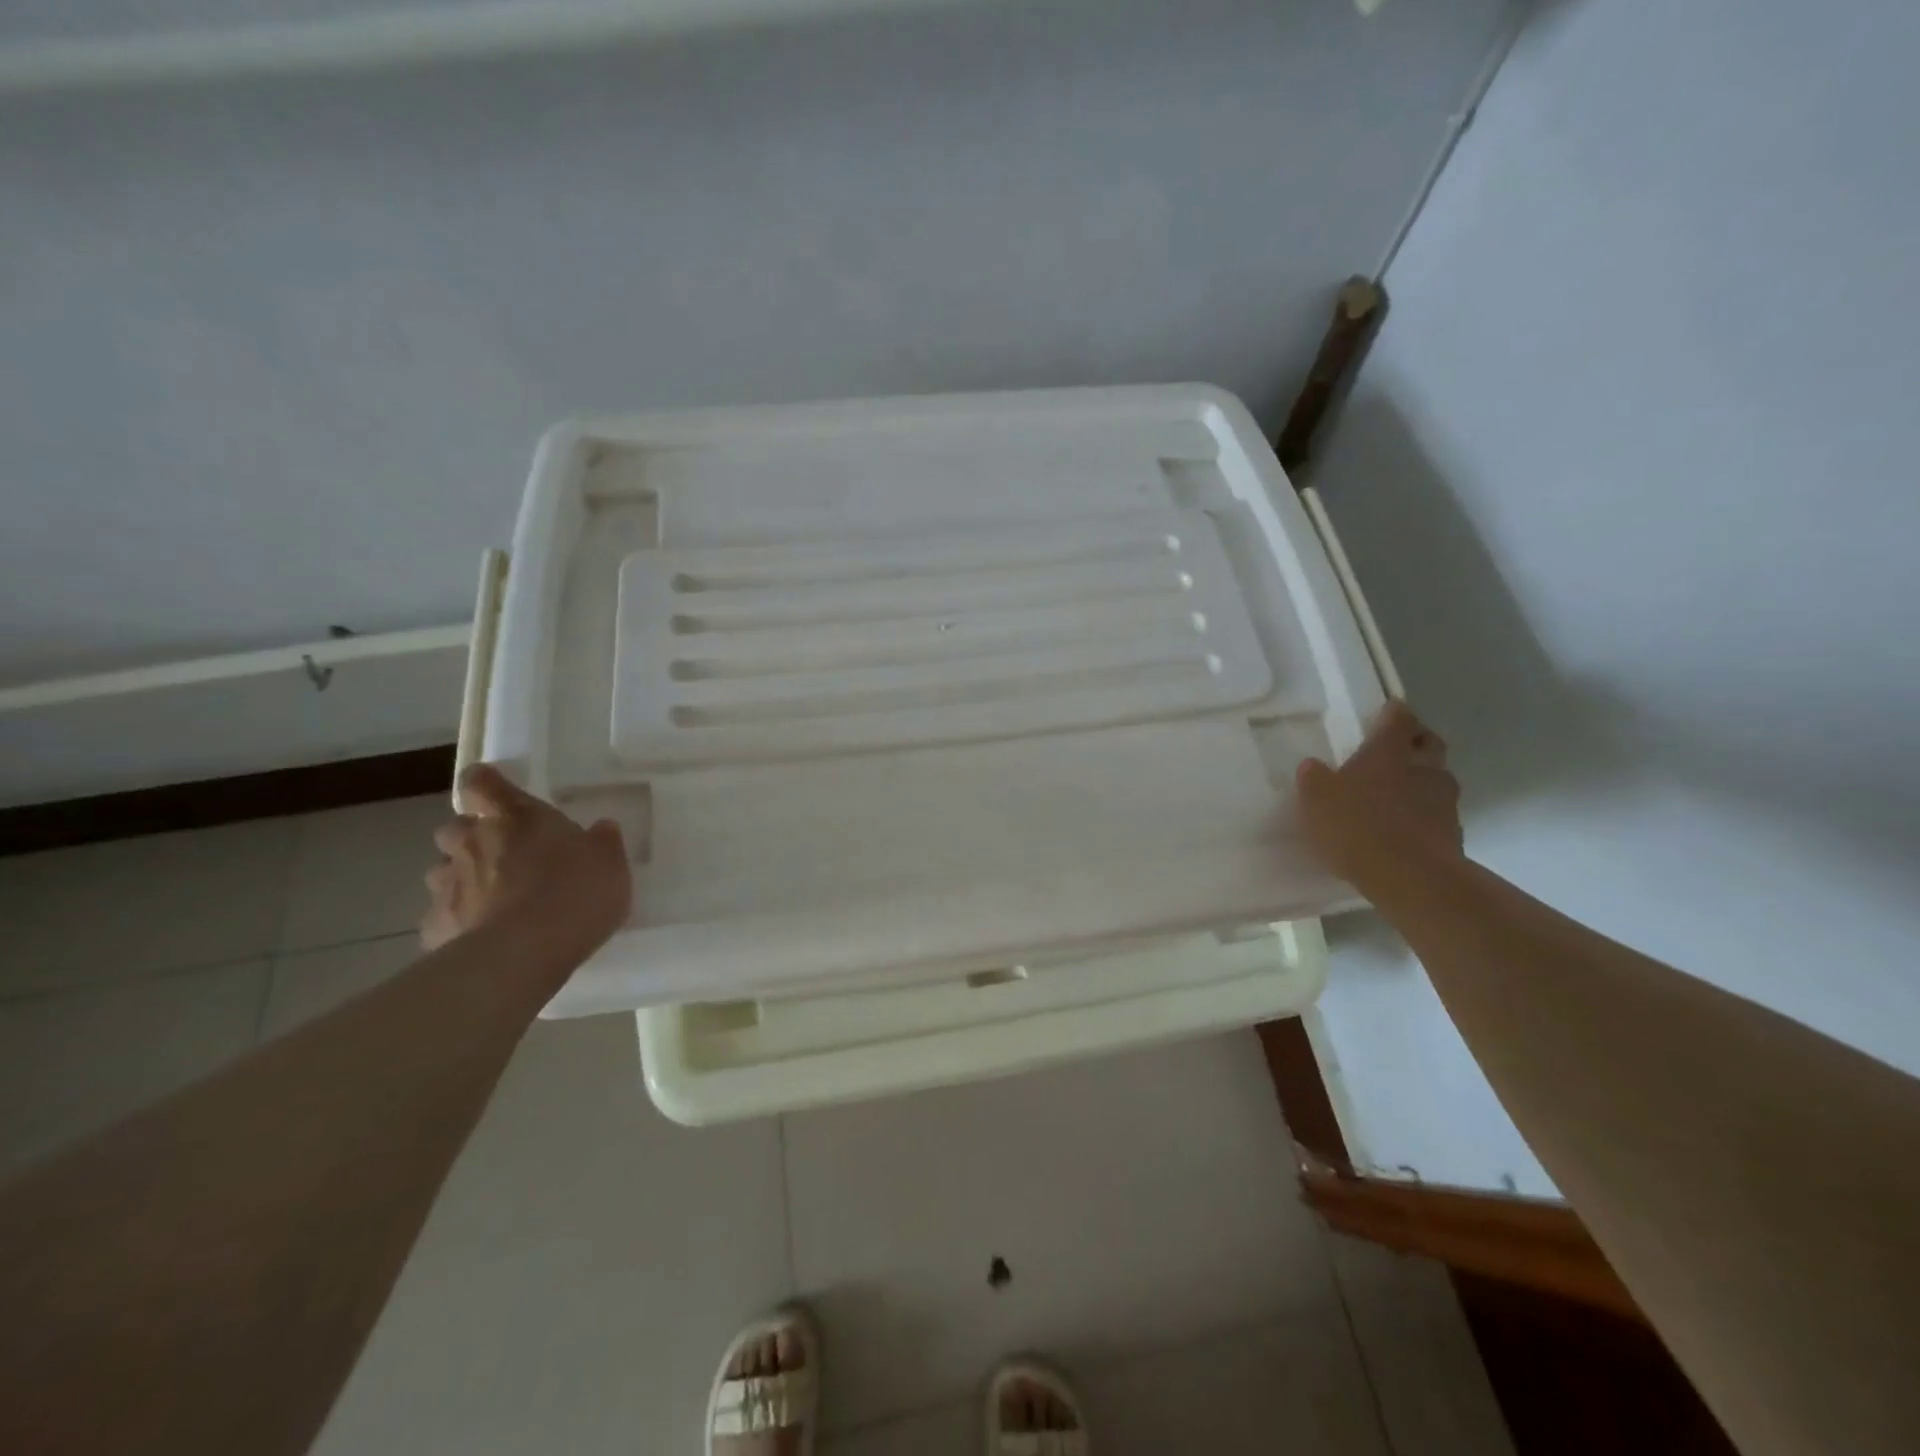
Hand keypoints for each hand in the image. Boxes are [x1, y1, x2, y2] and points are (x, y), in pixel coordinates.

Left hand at [421, 765, 631, 957]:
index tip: (496, 790)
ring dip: (463, 879)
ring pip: (443, 872)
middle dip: (471, 838)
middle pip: (455, 828)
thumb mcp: (610, 862)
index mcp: (514, 817)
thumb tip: (601, 829)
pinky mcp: (435, 927)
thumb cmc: (575, 892)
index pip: (482, 782)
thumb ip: (602, 841)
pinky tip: (482, 937)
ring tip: (493, 900)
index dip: (486, 783)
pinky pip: (442, 918)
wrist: (526, 952)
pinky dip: (458, 922)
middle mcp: (472, 842)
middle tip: (502, 854)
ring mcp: (448, 885)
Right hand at [1296, 701, 1464, 889]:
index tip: (1388, 710)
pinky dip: (1426, 811)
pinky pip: (1440, 811)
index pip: (1398, 718)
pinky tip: (1407, 824)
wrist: (1410, 877)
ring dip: (1423, 777)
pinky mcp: (1453, 832)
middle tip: (1398, 746)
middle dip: (1416, 740)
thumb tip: (1312, 765)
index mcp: (1388, 752)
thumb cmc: (1356, 826)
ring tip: (1401, 790)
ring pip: (1438, 776)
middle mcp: (1422, 767)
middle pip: (1428, 742)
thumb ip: (1313, 779)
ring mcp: (1443, 800)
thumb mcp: (1316, 801)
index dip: (1393, 712)